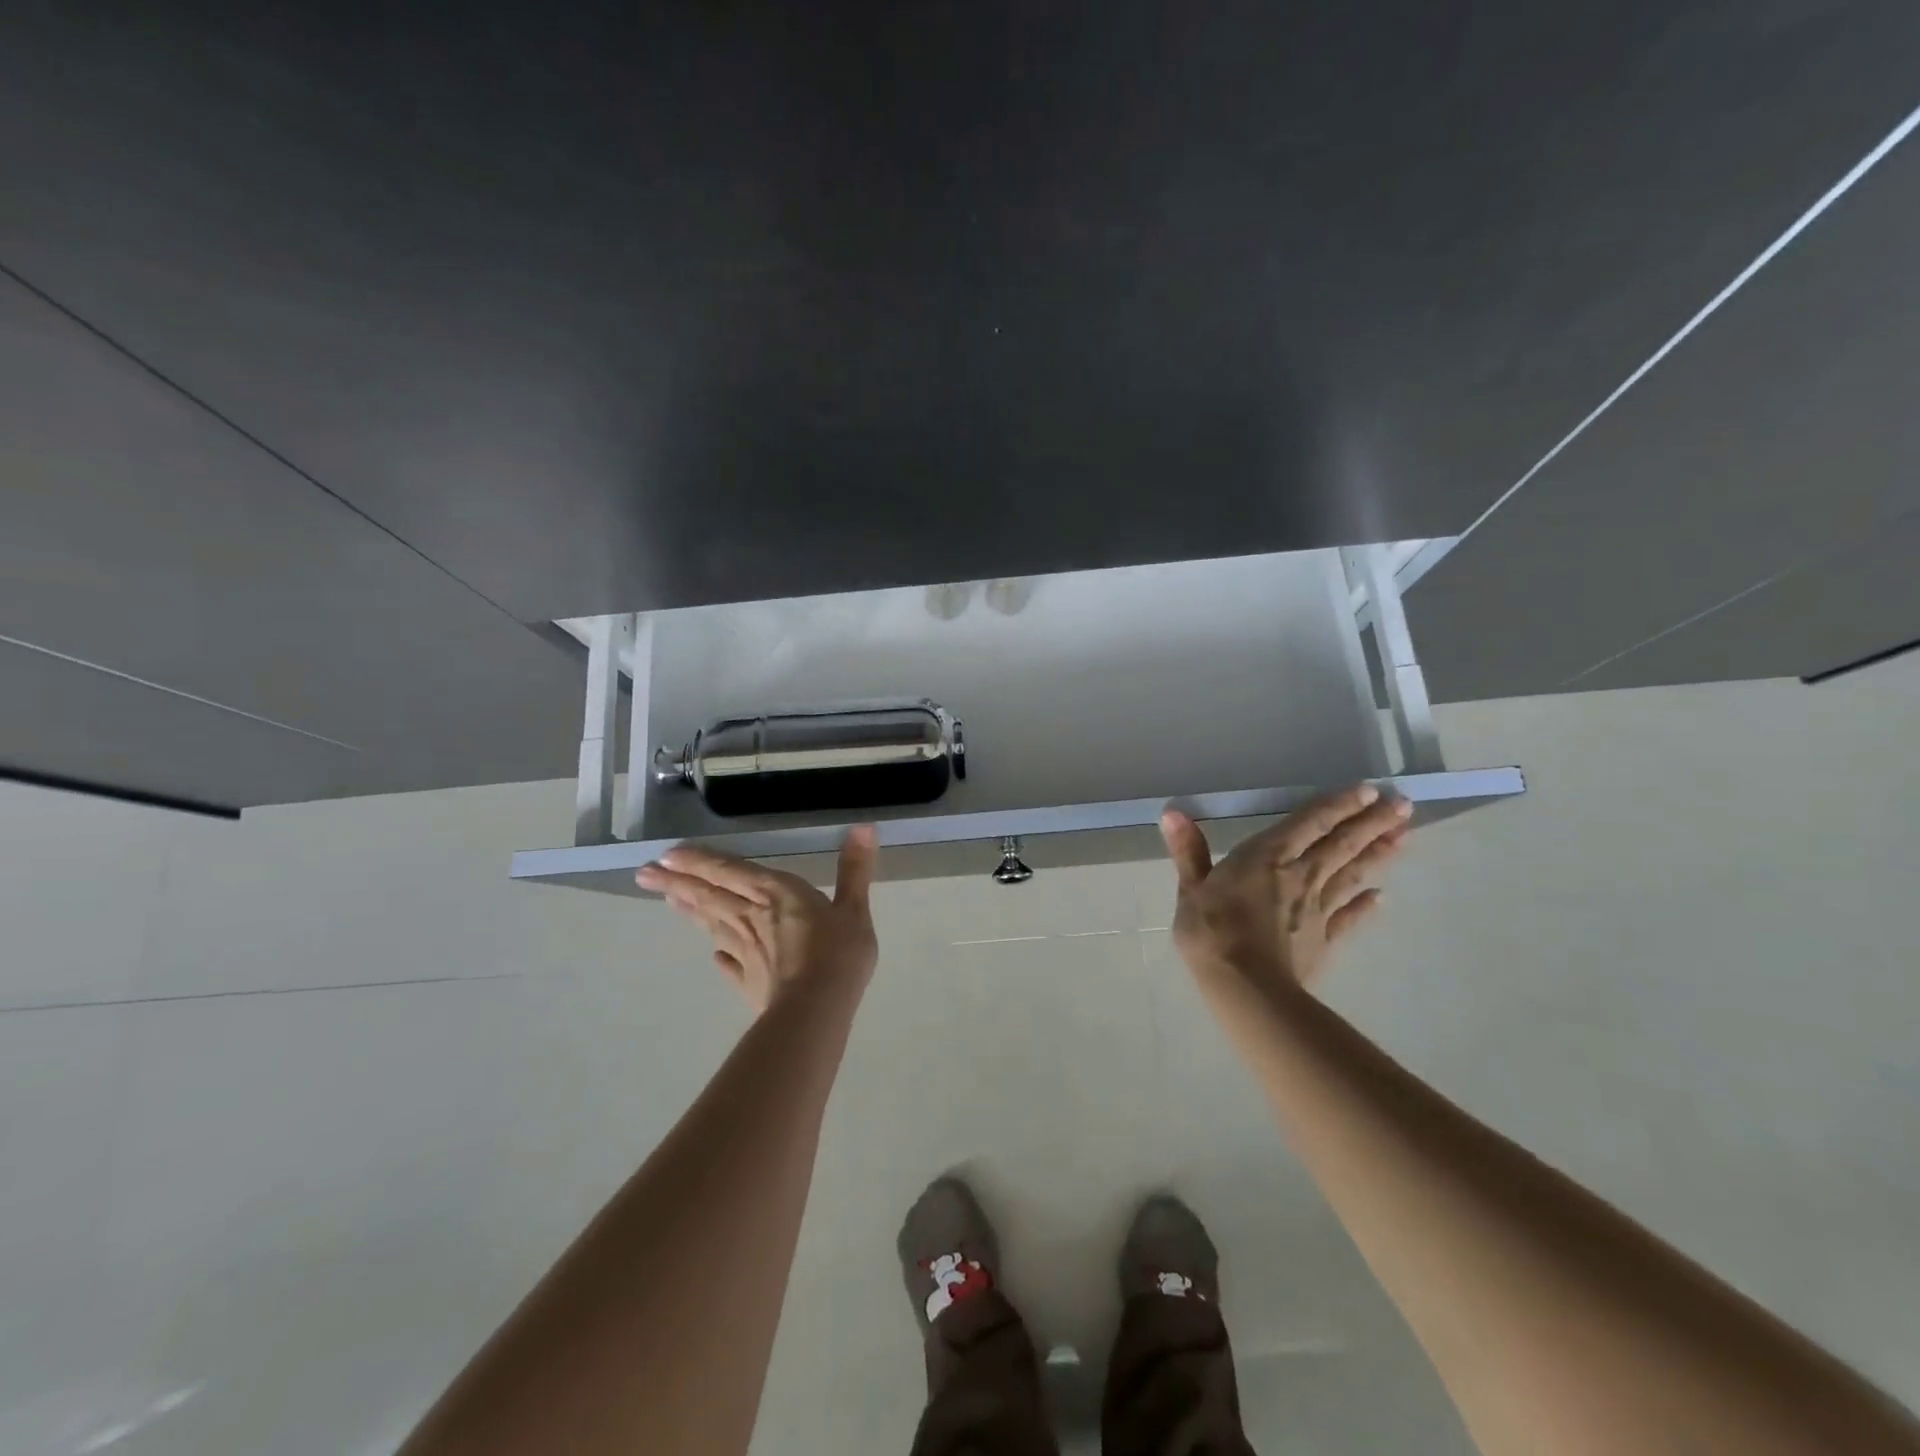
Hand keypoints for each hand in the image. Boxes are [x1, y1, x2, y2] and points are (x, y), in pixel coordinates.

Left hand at [636, 826, 879, 1013]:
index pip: (730, 871)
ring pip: (712, 924)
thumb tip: (864, 827)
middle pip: (709, 895)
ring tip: (666, 899)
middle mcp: (752, 917)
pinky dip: (719, 954)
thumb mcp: (854, 908)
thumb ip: (855, 869)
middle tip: (644, 874)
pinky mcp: (748, 981)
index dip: (699, 861)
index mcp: (775, 894)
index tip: (667, 855)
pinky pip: (728, 963)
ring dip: (689, 910)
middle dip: (676, 882)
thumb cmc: (837, 954)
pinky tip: (713, 956)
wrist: (816, 1010)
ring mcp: (746, 952)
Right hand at [1159, 785, 1410, 993]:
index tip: (1369, 790)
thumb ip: (1188, 851)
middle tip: (1403, 805)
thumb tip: (1172, 812)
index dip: (1338, 805)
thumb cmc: (1212, 931)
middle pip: (1342, 844)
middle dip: (1372, 823)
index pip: (1309, 823)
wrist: (1246, 987)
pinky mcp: (1325, 939)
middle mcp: (1301, 875)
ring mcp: (1317, 909)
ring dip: (1378, 855)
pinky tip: (1381, 897)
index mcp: (1267, 856)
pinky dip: (1366, 906)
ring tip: (1404, 837)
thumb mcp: (1191, 888)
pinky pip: (1349, 918)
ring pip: (1352, 875)